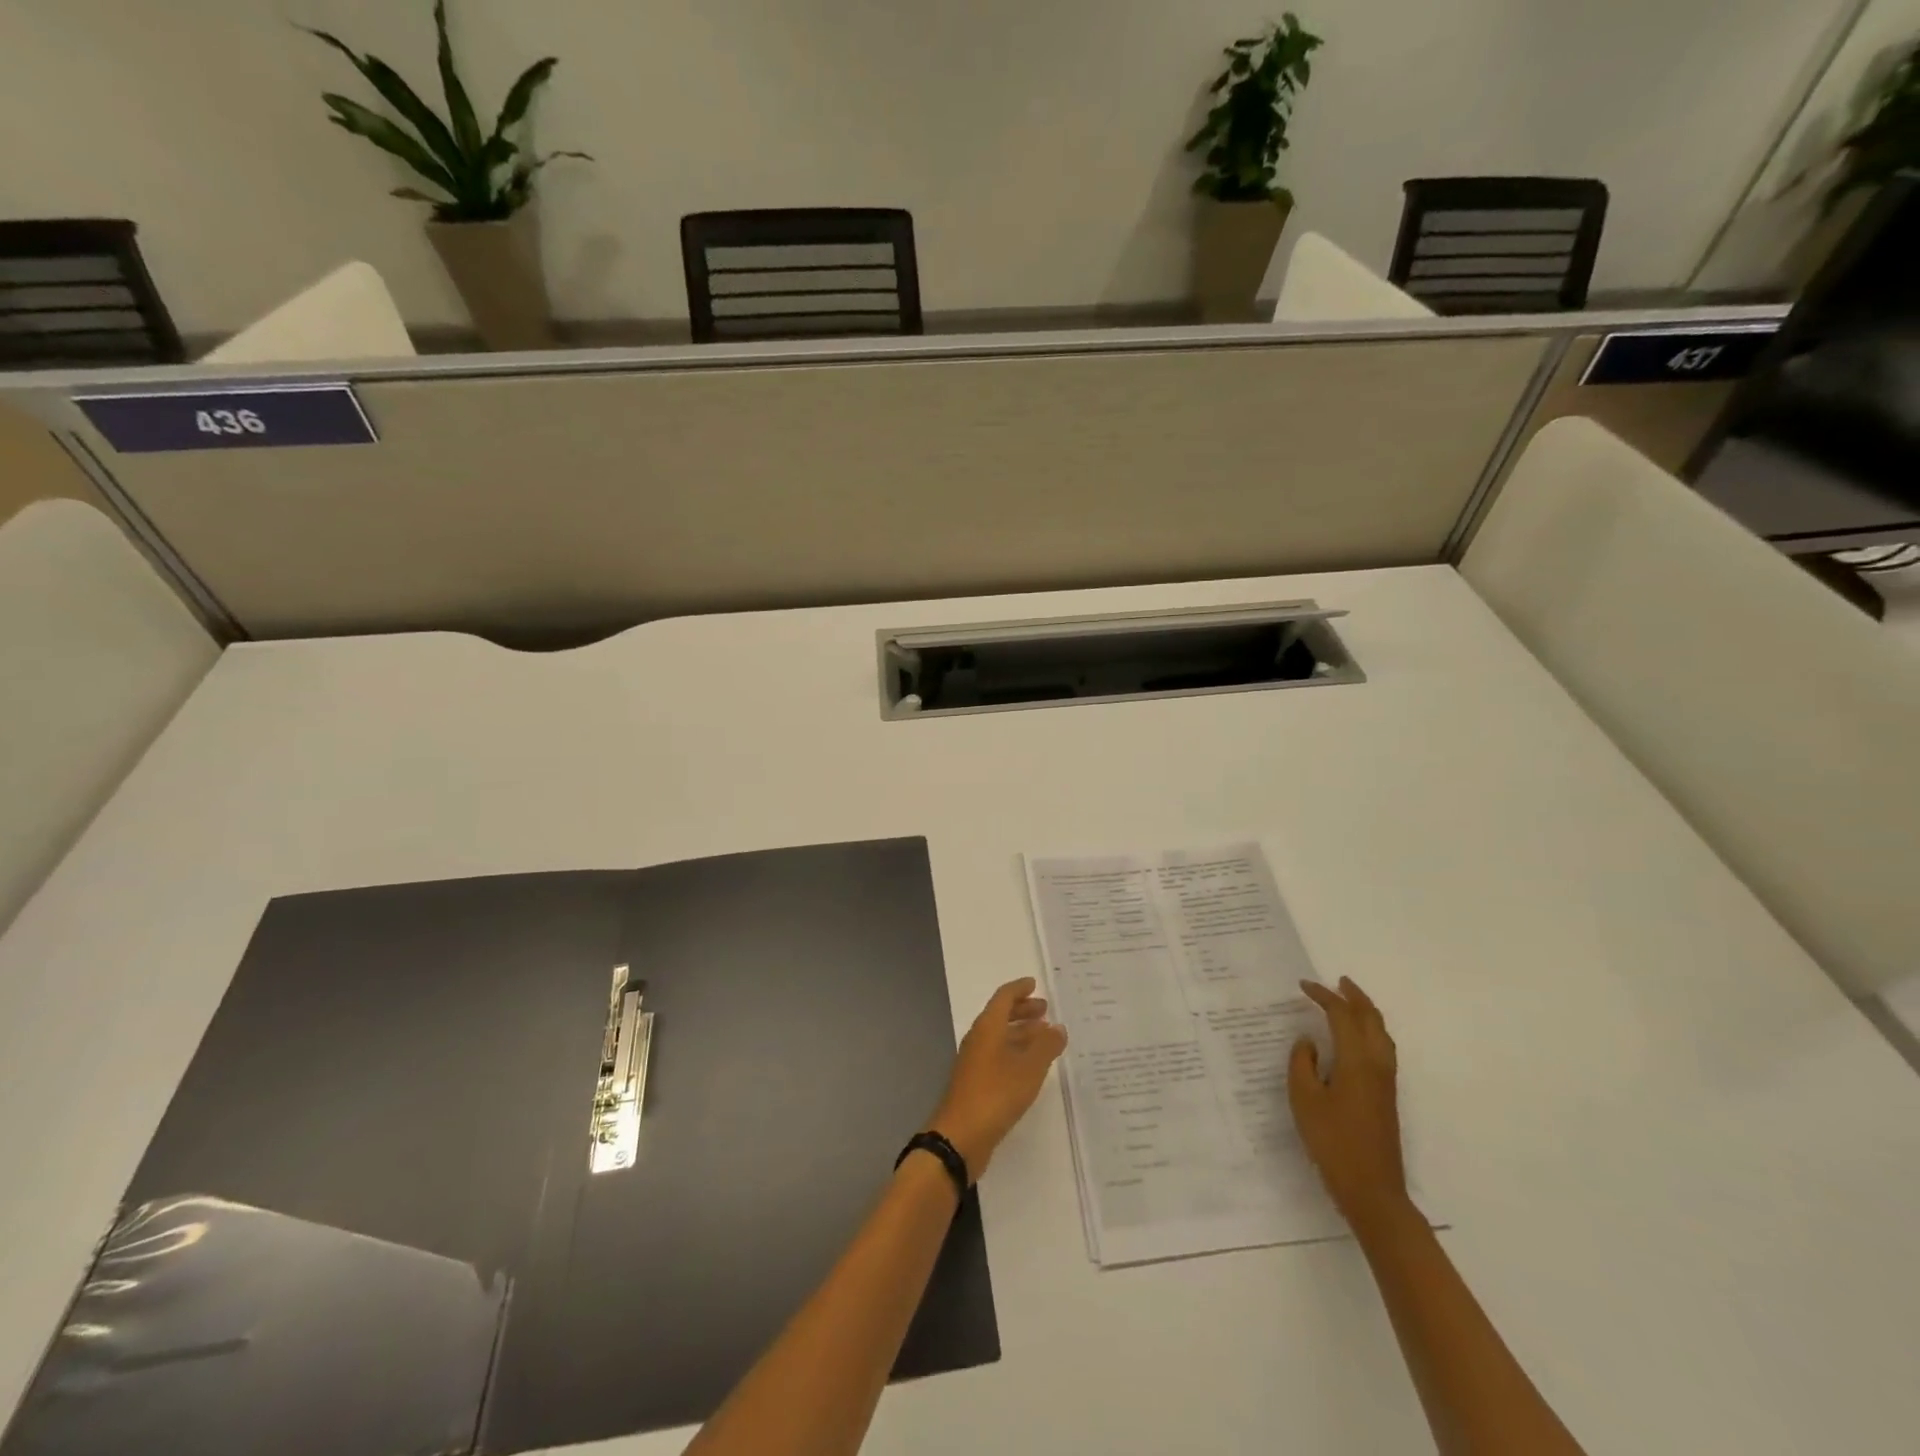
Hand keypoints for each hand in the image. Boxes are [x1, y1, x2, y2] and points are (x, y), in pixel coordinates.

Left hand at [929, 978, 1067, 1178]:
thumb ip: (1046, 1046)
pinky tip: (1032, 1067)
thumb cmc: (996, 1094)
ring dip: (1022, 1033)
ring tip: (1046, 1037)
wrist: (960, 1136)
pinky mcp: (977, 1083)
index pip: (1003, 997)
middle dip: (1023, 1011)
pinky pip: (999, 1056)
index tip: (1035, 984)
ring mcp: (975, 1062)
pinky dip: (1016, 1053)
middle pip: (1001, 1016)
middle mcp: (979, 1039)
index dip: (1019, 989)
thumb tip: (1058, 1027)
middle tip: (1045, 1011)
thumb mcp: (1029, 1068)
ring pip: (1001, 1037)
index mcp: (988, 1027)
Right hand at [1289, 977, 1410, 1232]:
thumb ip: (1302, 1063)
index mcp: (1356, 1060)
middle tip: (1336, 982)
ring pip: (1381, 1034)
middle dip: (1353, 997)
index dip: (1323, 996)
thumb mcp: (1304, 1099)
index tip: (1302, 986)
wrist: (1372, 1189)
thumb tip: (1308, 1042)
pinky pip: (1382, 1048)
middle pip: (1371, 1019)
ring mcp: (1386, 1081)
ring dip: (1366, 1012)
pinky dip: (1370, 1031)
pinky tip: (1357, 1039)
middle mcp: (1377, 1064)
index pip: (1342, 1015)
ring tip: (1349, 1002)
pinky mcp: (1387, 1096)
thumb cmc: (1333, 1141)